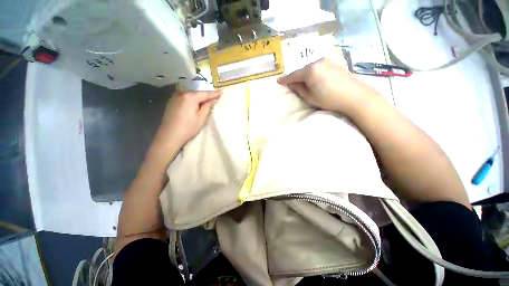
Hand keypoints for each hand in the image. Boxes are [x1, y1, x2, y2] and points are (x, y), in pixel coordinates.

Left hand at [152, 90, 221, 155]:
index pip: (205, 93)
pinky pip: (185, 98)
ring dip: (199, 98)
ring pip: (191, 95)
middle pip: (197, 93)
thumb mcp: (201, 118)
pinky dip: (192, 100)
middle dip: (206, 95)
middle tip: (215, 96)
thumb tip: (212, 100)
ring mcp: (175, 98)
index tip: (221, 92)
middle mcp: (181, 94)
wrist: (169, 136)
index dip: (214, 93)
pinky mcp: (171, 103)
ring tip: (206, 100)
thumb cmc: (188, 128)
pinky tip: (195, 104)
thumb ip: (207, 107)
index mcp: (190, 97)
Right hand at [277, 58, 378, 114]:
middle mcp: (317, 61)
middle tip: (289, 82)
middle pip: (301, 69)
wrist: (355, 95)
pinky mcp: (333, 63)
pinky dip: (312, 72)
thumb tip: (291, 84)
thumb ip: (299, 89)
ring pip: (309, 67)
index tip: (279, 81)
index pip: (294, 75)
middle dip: (294, 76)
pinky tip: (312, 77)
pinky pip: (317, 66)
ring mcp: (326, 61)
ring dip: (303, 74)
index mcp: (310, 70)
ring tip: (300, 81)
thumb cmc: (330, 99)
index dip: (285, 79)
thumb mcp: (310, 97)